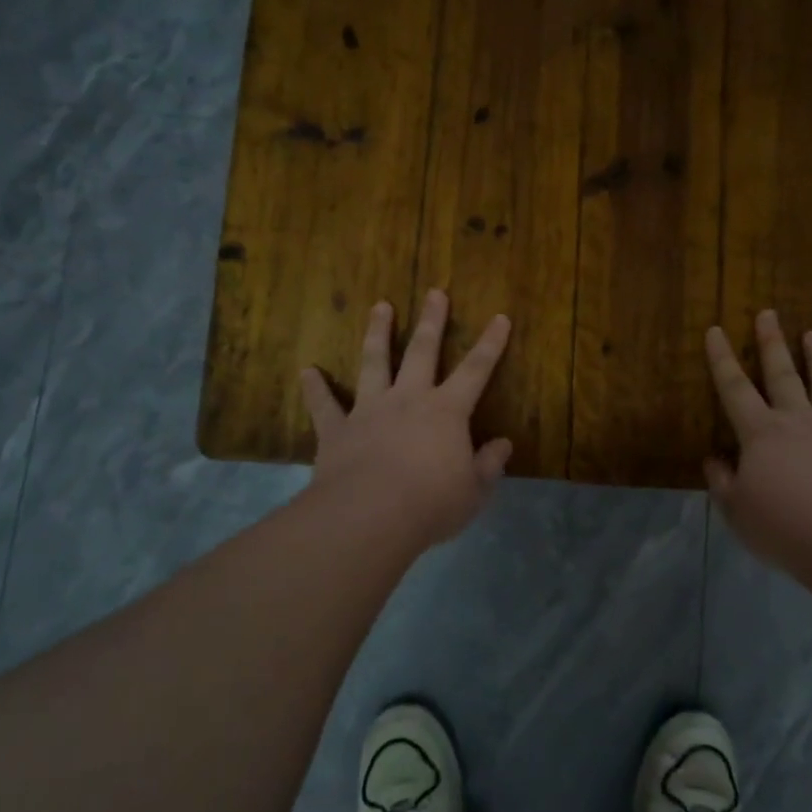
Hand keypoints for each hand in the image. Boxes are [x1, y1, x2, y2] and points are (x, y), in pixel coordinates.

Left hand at [301, 290, 512, 552]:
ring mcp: (369, 411)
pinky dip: (315, 388)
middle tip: (435, 292)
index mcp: (446, 412)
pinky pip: (324, 405)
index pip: (476, 370)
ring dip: (377, 333)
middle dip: (432, 321)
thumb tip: (503, 444)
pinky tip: (307, 371)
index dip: (491, 344)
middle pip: (422, 351)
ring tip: (379, 306)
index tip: (500, 317)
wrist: (368, 518)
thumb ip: (489, 464)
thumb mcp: (474, 491)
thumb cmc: (430, 505)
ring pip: (374, 362)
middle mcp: (408, 400)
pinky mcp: (337, 430)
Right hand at [704, 310, 811, 573]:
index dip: (721, 359)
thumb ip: (722, 483)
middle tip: (768, 313)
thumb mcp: (737, 512)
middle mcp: (798, 422)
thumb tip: (714, 460)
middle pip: (782, 374)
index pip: (734, 388)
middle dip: (772, 342)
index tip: (715, 330)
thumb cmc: (786, 529)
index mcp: (761, 433)